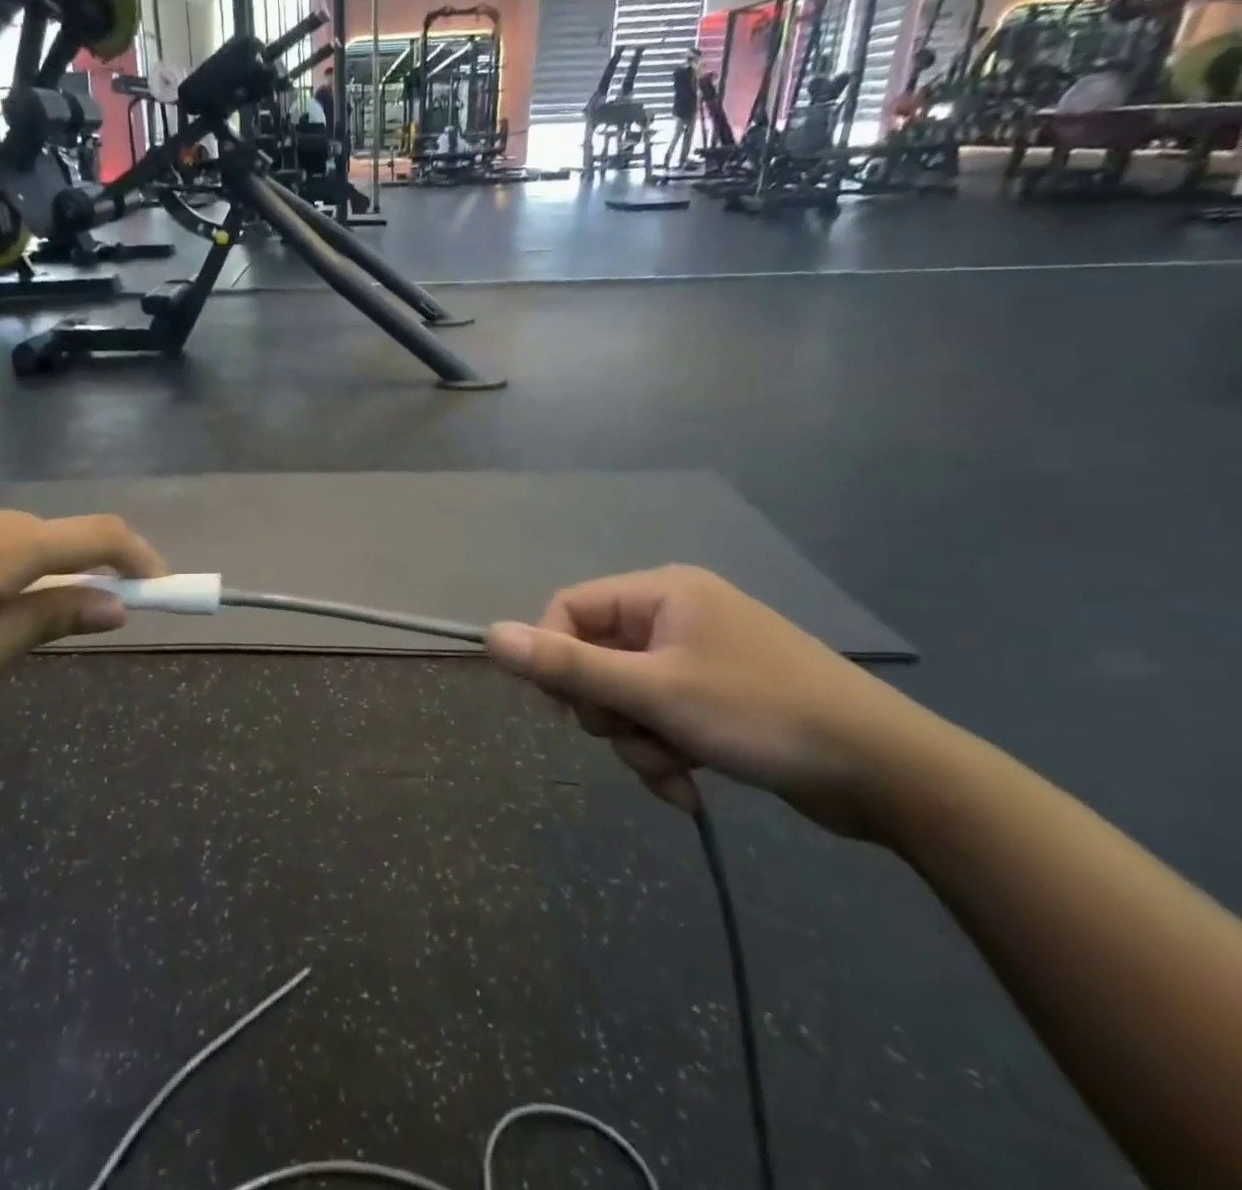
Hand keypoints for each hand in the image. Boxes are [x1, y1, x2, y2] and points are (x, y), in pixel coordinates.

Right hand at [486, 566, 945, 837]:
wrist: (892, 776)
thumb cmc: (763, 715)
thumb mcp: (656, 693)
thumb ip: (569, 665)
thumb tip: (491, 635)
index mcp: (660, 593)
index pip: (569, 609)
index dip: (555, 658)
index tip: (567, 709)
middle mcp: (675, 615)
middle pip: (595, 657)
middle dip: (607, 711)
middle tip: (633, 738)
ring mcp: (698, 656)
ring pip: (625, 696)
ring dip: (635, 741)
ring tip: (672, 773)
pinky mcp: (716, 696)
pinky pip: (659, 718)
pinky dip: (663, 752)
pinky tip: (688, 789)